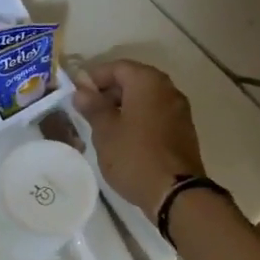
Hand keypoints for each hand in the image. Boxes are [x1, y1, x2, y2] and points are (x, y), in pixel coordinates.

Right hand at [73, 59, 207, 220]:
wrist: (174, 192)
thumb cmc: (134, 156)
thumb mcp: (105, 131)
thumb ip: (93, 107)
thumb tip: (81, 91)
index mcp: (148, 82)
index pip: (117, 67)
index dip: (94, 77)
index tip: (76, 94)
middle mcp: (167, 89)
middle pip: (133, 80)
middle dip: (108, 92)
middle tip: (87, 111)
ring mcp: (179, 110)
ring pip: (145, 99)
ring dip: (123, 107)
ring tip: (102, 127)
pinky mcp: (182, 130)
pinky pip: (155, 114)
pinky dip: (138, 119)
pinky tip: (123, 138)